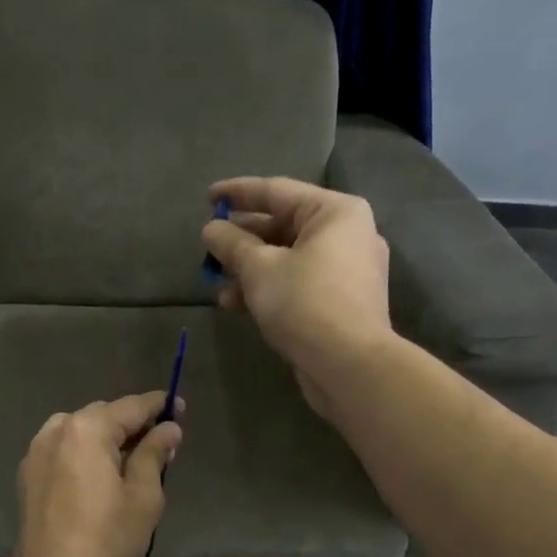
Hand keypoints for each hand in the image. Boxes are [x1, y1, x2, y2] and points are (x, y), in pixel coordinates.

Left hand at [8, 392, 183, 556]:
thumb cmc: (106, 538)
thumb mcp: (144, 495)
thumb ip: (155, 453)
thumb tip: (168, 428)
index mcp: (86, 429)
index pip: (131, 407)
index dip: (159, 406)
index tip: (179, 407)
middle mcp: (56, 430)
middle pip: (103, 416)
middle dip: (132, 424)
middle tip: (161, 442)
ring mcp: (36, 452)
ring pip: (80, 432)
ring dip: (106, 439)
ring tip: (132, 460)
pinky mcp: (27, 475)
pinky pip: (63, 451)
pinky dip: (84, 454)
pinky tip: (100, 476)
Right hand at [202, 178, 392, 415]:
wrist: (349, 364)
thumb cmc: (304, 302)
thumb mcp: (258, 268)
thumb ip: (232, 244)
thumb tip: (212, 230)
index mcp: (335, 212)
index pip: (277, 191)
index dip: (237, 193)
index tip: (207, 199)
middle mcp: (348, 233)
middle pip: (284, 226)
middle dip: (242, 240)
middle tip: (210, 249)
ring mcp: (349, 269)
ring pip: (289, 258)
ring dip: (250, 269)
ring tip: (217, 284)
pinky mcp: (343, 301)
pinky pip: (299, 282)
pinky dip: (269, 287)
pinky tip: (237, 304)